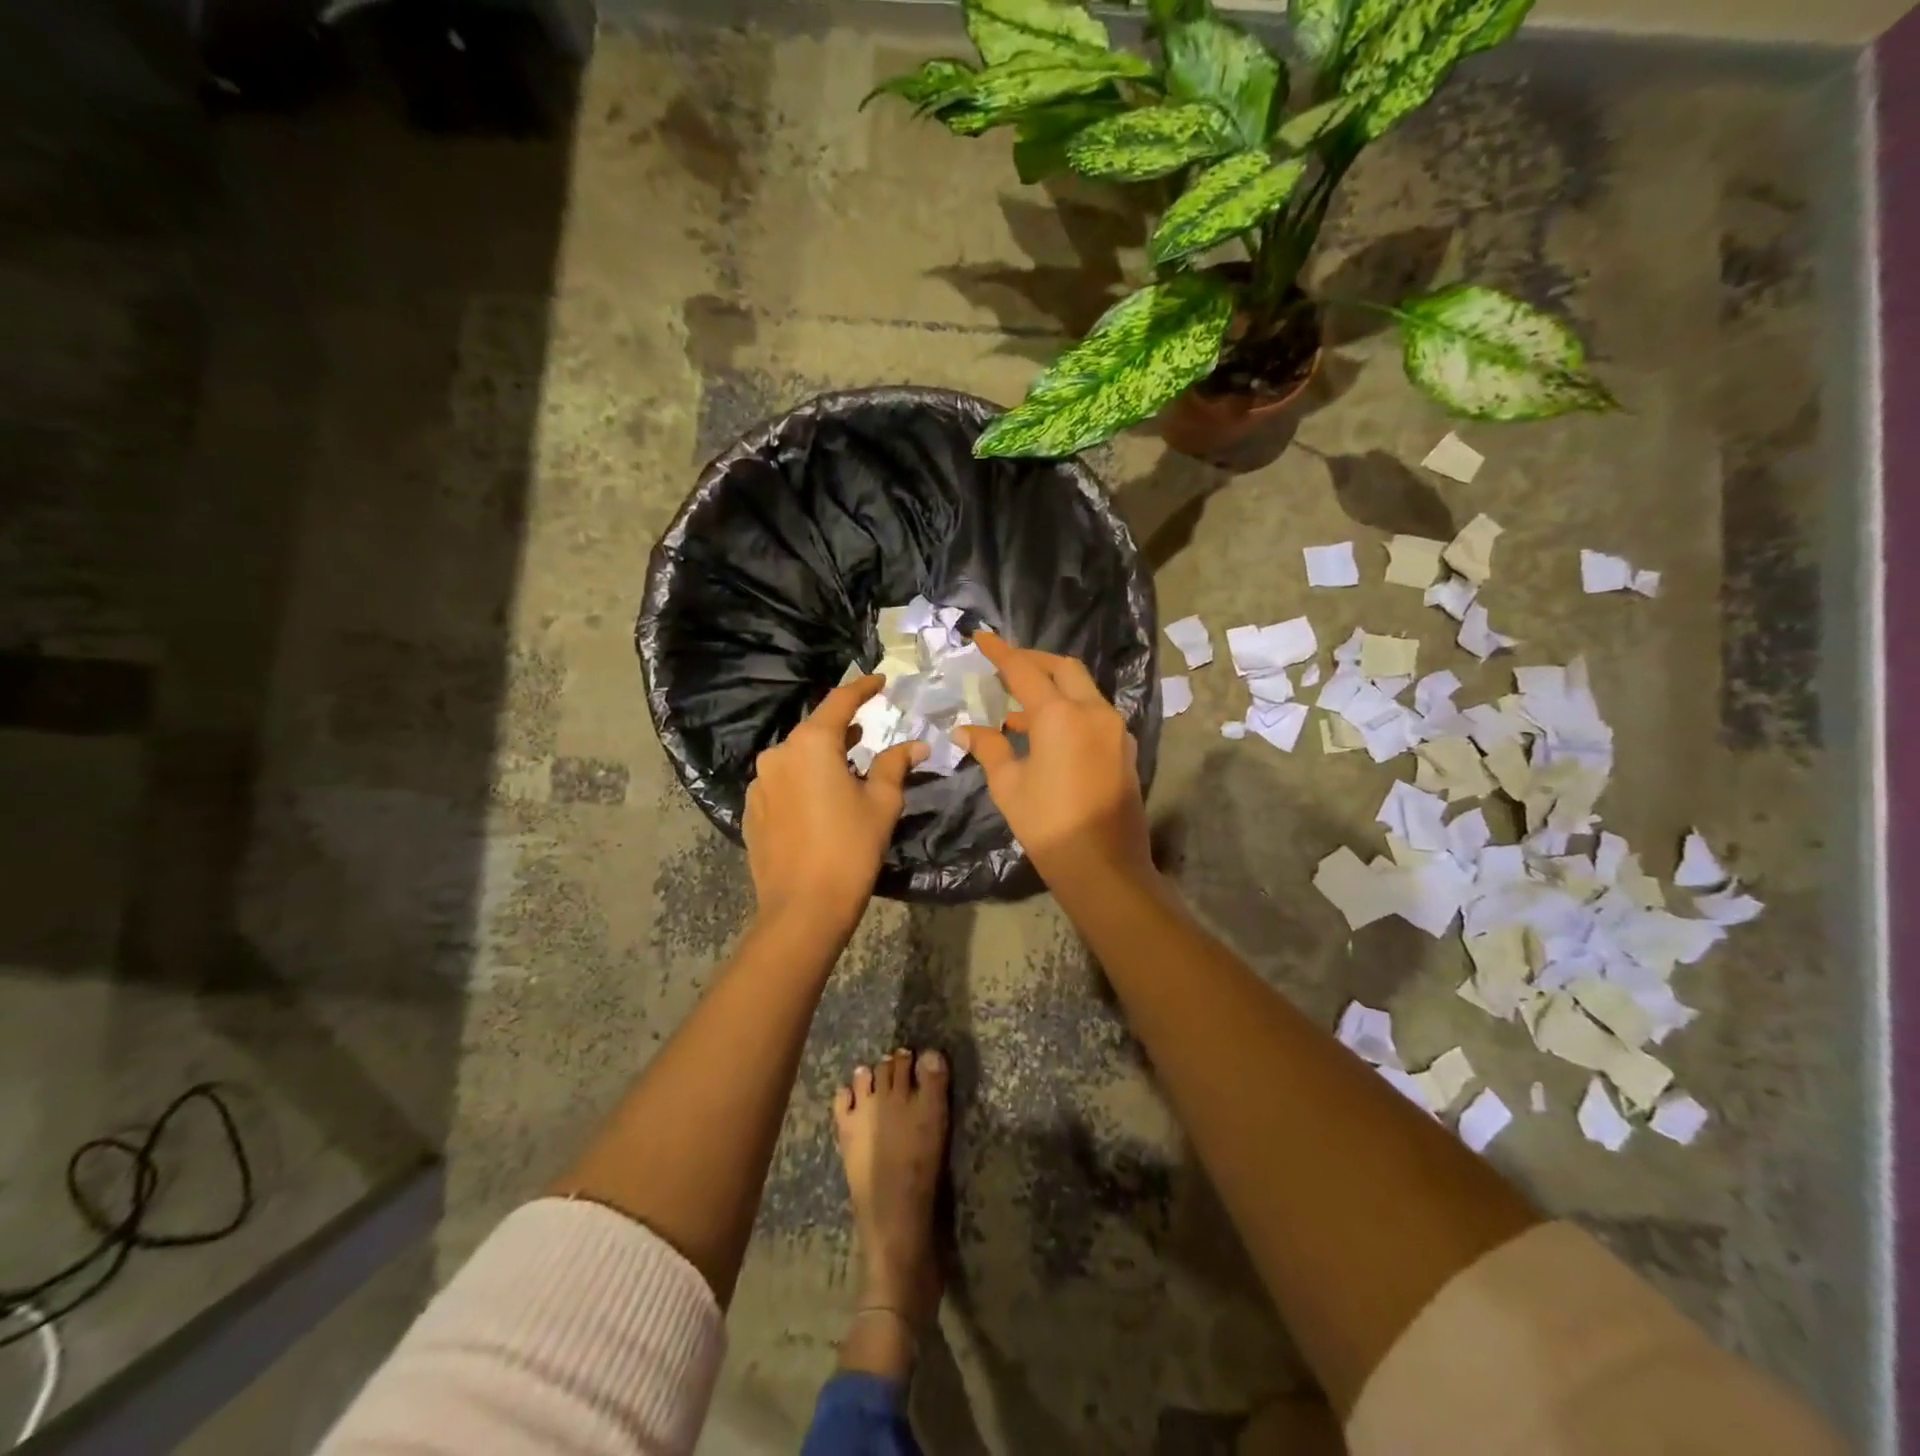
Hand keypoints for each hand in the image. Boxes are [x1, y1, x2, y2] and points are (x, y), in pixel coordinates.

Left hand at [744, 677, 926, 927]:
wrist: (803, 907)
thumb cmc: (850, 848)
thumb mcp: (882, 803)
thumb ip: (896, 765)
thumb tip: (916, 744)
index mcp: (811, 744)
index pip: (839, 702)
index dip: (862, 688)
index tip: (880, 681)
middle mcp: (778, 754)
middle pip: (815, 732)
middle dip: (842, 731)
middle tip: (867, 734)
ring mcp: (759, 784)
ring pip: (796, 759)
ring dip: (821, 759)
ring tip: (846, 770)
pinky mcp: (751, 811)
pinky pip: (782, 785)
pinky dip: (803, 783)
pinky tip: (820, 803)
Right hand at [955, 633, 1153, 888]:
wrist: (1104, 866)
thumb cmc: (1048, 825)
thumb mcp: (1008, 786)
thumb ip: (989, 748)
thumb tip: (965, 729)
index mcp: (1060, 715)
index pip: (1025, 670)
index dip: (1000, 652)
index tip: (982, 637)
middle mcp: (1093, 711)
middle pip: (1063, 668)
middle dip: (1033, 661)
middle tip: (1005, 666)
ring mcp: (1114, 729)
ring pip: (1082, 690)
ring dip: (1052, 688)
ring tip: (1017, 708)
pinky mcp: (1123, 748)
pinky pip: (1093, 714)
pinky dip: (1068, 710)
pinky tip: (1044, 734)